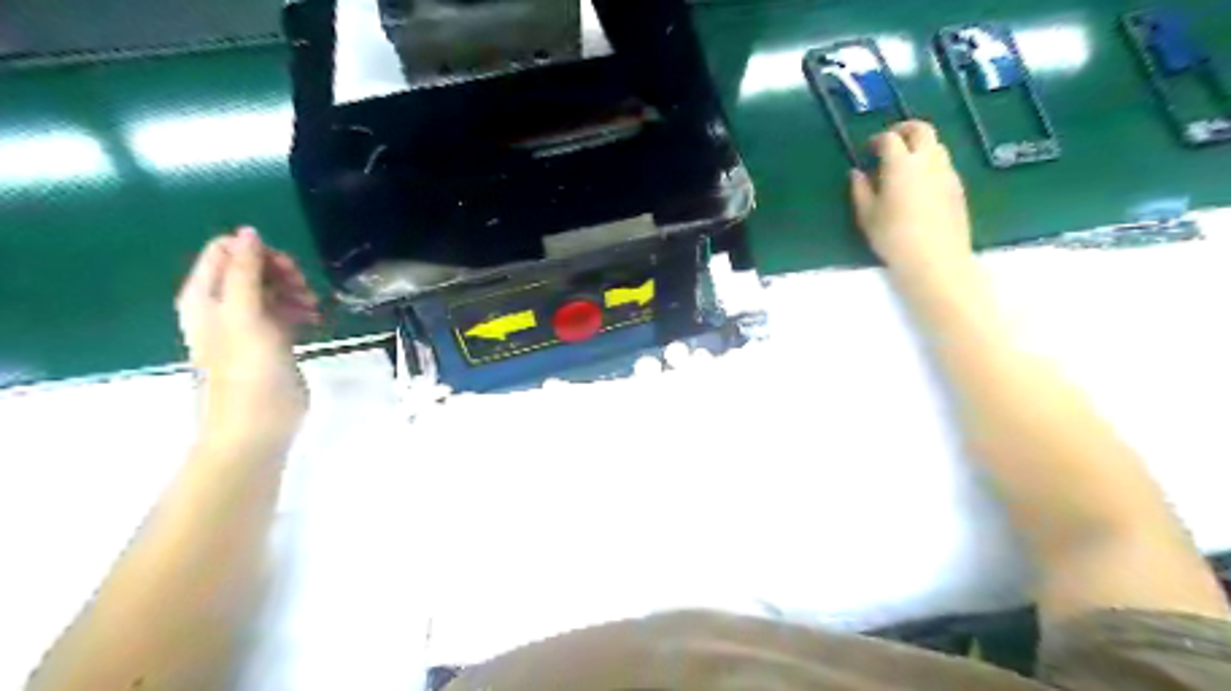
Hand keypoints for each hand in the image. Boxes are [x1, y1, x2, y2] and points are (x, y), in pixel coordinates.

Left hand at [178, 226, 322, 440]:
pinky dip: (300, 309)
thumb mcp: (245, 314)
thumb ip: (246, 272)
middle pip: (252, 268)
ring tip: (312, 308)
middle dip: (281, 272)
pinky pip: (285, 311)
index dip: (257, 253)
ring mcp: (248, 325)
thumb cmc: (248, 370)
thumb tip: (249, 232)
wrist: (256, 425)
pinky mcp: (271, 341)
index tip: (287, 271)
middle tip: (303, 289)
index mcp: (205, 296)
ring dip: (294, 291)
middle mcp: (223, 306)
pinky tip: (315, 319)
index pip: (226, 252)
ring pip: (272, 289)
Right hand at [854, 121, 976, 274]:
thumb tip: (857, 173)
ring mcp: (946, 172)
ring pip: (936, 145)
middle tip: (890, 142)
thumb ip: (860, 190)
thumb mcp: (867, 215)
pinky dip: (930, 164)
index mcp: (901, 164)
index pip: (890, 138)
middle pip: (921, 129)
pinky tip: (920, 184)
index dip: (877, 140)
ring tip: (905, 164)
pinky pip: (944, 164)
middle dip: (904, 129)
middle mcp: (927, 160)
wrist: (935, 258)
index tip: (868, 150)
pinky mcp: (958, 187)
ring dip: (920, 146)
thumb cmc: (893, 237)